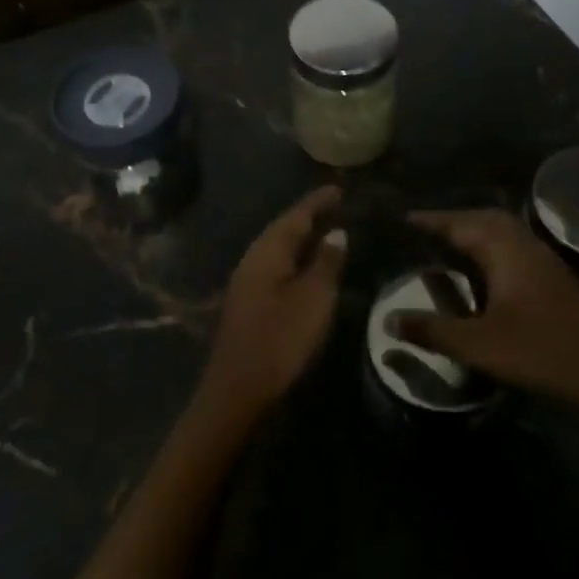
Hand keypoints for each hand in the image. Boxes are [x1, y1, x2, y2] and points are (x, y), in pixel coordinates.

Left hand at [200, 185, 345, 415]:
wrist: (238, 389)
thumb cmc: (280, 339)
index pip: (296, 215)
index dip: (318, 202)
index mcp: (267, 251)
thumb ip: (327, 262)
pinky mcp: (250, 304)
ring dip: (303, 239)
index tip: (339, 188)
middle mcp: (253, 260)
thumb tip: (337, 233)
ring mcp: (248, 283)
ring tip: (329, 232)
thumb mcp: (314, 298)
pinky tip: (310, 268)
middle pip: (284, 229)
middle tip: (338, 207)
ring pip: (279, 250)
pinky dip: (297, 260)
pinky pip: (277, 268)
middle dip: (310, 217)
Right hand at [398, 208, 578, 414]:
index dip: (429, 221)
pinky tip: (482, 268)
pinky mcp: (553, 274)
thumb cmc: (540, 351)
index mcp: (504, 250)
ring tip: (447, 243)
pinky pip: (513, 245)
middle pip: (483, 218)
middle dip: (452, 220)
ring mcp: (542, 257)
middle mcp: (523, 244)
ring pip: (502, 231)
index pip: (459, 224)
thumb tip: (389, 320)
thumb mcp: (478, 345)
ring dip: (473, 231)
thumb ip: (432, 331)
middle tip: (423, 230)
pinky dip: (490, 245)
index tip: (402, 219)